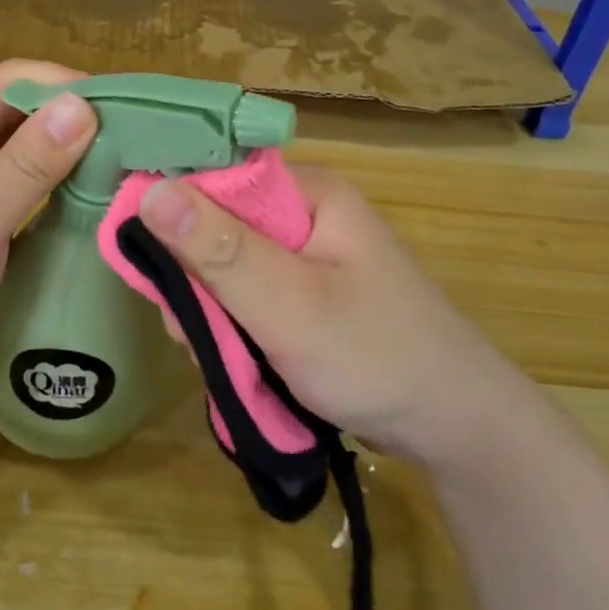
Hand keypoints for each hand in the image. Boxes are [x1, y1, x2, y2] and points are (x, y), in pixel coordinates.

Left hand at [0, 61, 96, 450]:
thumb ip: (26, 164)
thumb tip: (83, 104)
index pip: (6, 84)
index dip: (61, 85)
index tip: (124, 104)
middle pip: (22, 117)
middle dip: (74, 120)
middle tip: (141, 135)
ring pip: (32, 158)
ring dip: (75, 157)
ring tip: (133, 162)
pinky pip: (35, 200)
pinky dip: (68, 194)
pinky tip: (106, 201)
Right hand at [136, 164, 528, 477]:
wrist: (460, 429)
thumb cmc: (377, 357)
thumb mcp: (289, 305)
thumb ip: (218, 249)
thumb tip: (148, 190)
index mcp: (306, 192)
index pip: (214, 180)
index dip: (174, 221)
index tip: (157, 279)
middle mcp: (305, 212)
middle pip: (217, 228)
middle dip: (197, 284)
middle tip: (194, 337)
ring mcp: (309, 255)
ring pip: (230, 270)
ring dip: (215, 314)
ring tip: (225, 361)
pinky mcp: (310, 293)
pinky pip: (252, 297)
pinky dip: (238, 329)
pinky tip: (241, 362)